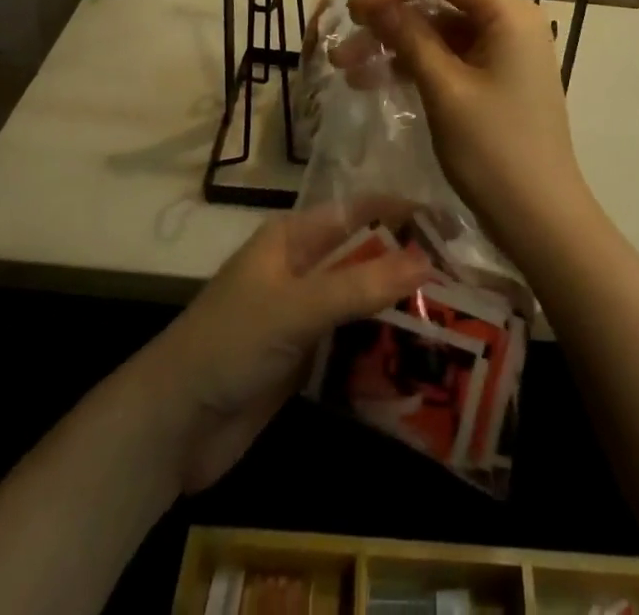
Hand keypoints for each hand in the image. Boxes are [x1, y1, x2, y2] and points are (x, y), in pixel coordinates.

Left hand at [139, 207, 428, 492]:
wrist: (173, 426)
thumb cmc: (229, 343)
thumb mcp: (296, 307)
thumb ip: (359, 286)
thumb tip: (426, 260)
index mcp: (293, 239)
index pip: (357, 213)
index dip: (401, 213)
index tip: (450, 225)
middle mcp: (301, 269)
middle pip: (364, 258)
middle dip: (407, 265)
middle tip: (465, 280)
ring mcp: (303, 316)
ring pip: (361, 303)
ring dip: (399, 310)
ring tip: (456, 321)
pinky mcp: (304, 360)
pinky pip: (352, 344)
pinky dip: (381, 348)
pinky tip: (419, 361)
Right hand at [345, 0, 589, 255]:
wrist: (541, 223)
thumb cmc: (494, 153)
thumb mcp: (445, 91)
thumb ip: (410, 39)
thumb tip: (377, 6)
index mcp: (508, 13)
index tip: (356, 11)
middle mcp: (509, 21)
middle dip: (389, 18)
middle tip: (343, 45)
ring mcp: (504, 51)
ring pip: (440, 30)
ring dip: (394, 45)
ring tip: (346, 70)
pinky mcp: (496, 78)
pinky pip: (449, 57)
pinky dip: (414, 65)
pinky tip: (376, 82)